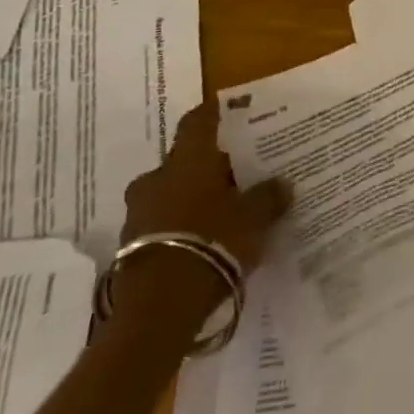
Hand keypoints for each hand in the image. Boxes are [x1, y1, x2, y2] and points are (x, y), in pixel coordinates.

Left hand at [113, 103, 290, 318]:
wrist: (160, 305)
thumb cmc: (213, 241)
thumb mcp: (255, 218)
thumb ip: (268, 197)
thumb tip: (282, 183)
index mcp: (188, 161)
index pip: (197, 123)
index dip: (213, 113)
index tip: (228, 107)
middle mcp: (157, 178)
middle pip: (186, 161)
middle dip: (210, 165)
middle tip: (239, 171)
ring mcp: (138, 212)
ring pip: (173, 192)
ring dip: (195, 196)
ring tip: (226, 208)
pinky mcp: (132, 244)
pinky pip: (164, 221)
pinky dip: (184, 222)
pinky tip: (208, 235)